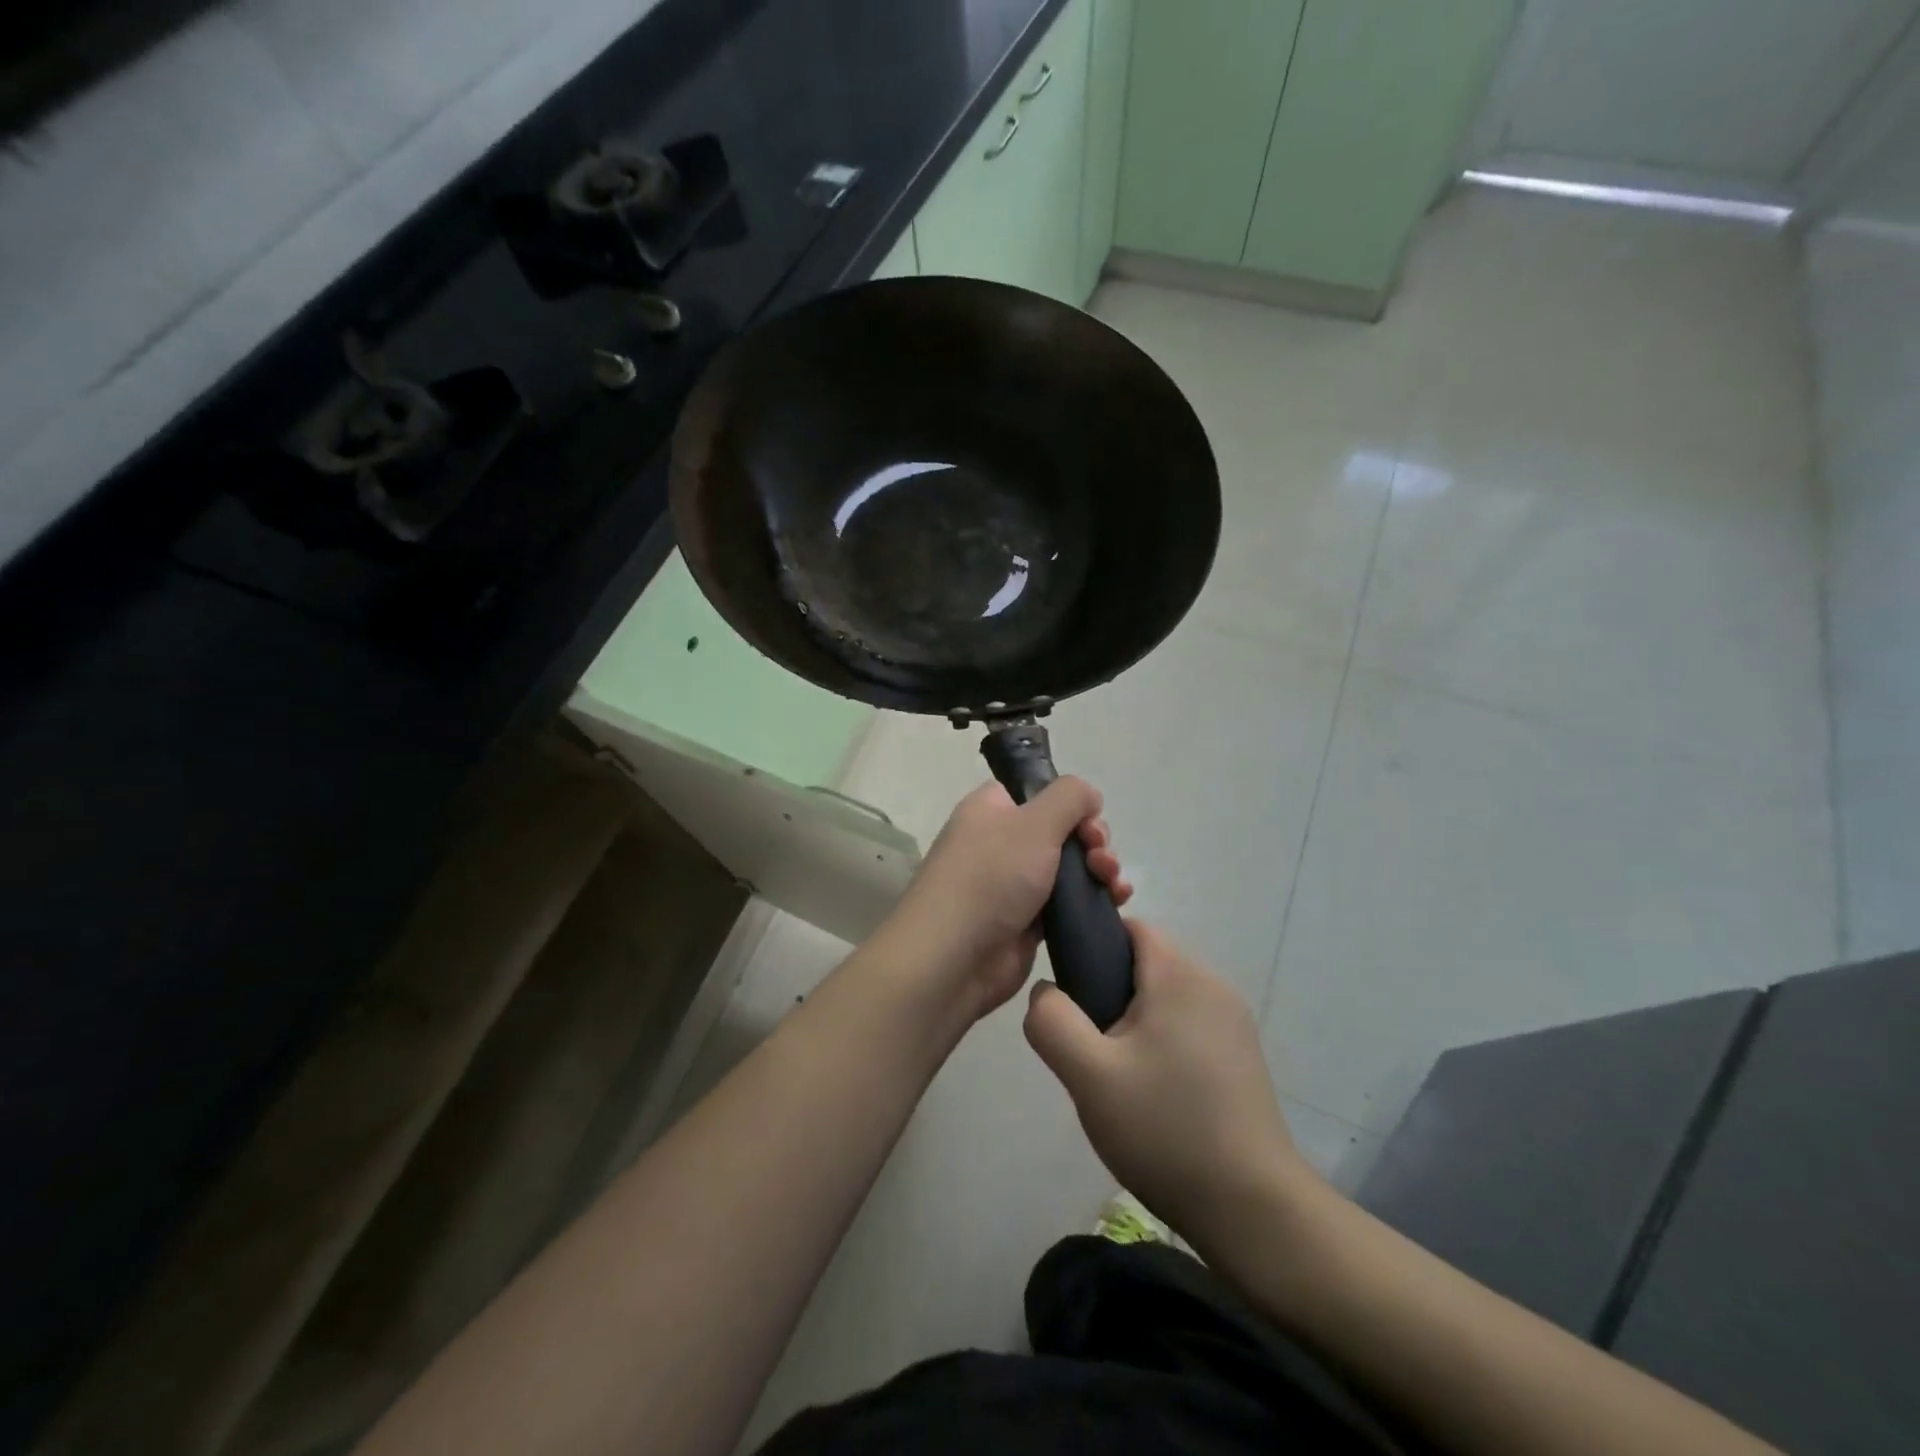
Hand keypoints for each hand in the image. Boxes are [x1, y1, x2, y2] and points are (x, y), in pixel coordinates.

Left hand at [882, 778, 1131, 1020]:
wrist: (953, 957)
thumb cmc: (991, 877)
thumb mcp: (1035, 821)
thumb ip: (1070, 797)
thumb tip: (1090, 796)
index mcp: (992, 810)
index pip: (1037, 793)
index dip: (1069, 804)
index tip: (1089, 821)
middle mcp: (1000, 842)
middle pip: (1060, 830)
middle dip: (1093, 840)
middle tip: (1100, 856)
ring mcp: (1013, 885)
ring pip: (1069, 868)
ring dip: (1099, 870)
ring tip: (1113, 884)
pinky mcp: (1026, 923)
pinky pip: (1067, 904)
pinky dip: (1092, 900)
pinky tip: (1115, 903)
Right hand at [1023, 920, 1310, 1247]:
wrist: (1254, 1210)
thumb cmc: (1166, 1130)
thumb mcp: (1089, 1075)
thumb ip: (1051, 1021)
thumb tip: (1045, 992)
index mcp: (1180, 974)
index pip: (1129, 926)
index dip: (1091, 947)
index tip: (1071, 994)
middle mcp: (1214, 985)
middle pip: (1146, 962)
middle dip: (1108, 991)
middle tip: (1088, 1047)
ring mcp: (1234, 1022)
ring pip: (1165, 996)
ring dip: (1134, 1021)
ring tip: (1115, 1076)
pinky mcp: (1242, 1056)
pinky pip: (1188, 1025)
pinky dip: (1162, 1042)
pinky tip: (1151, 1094)